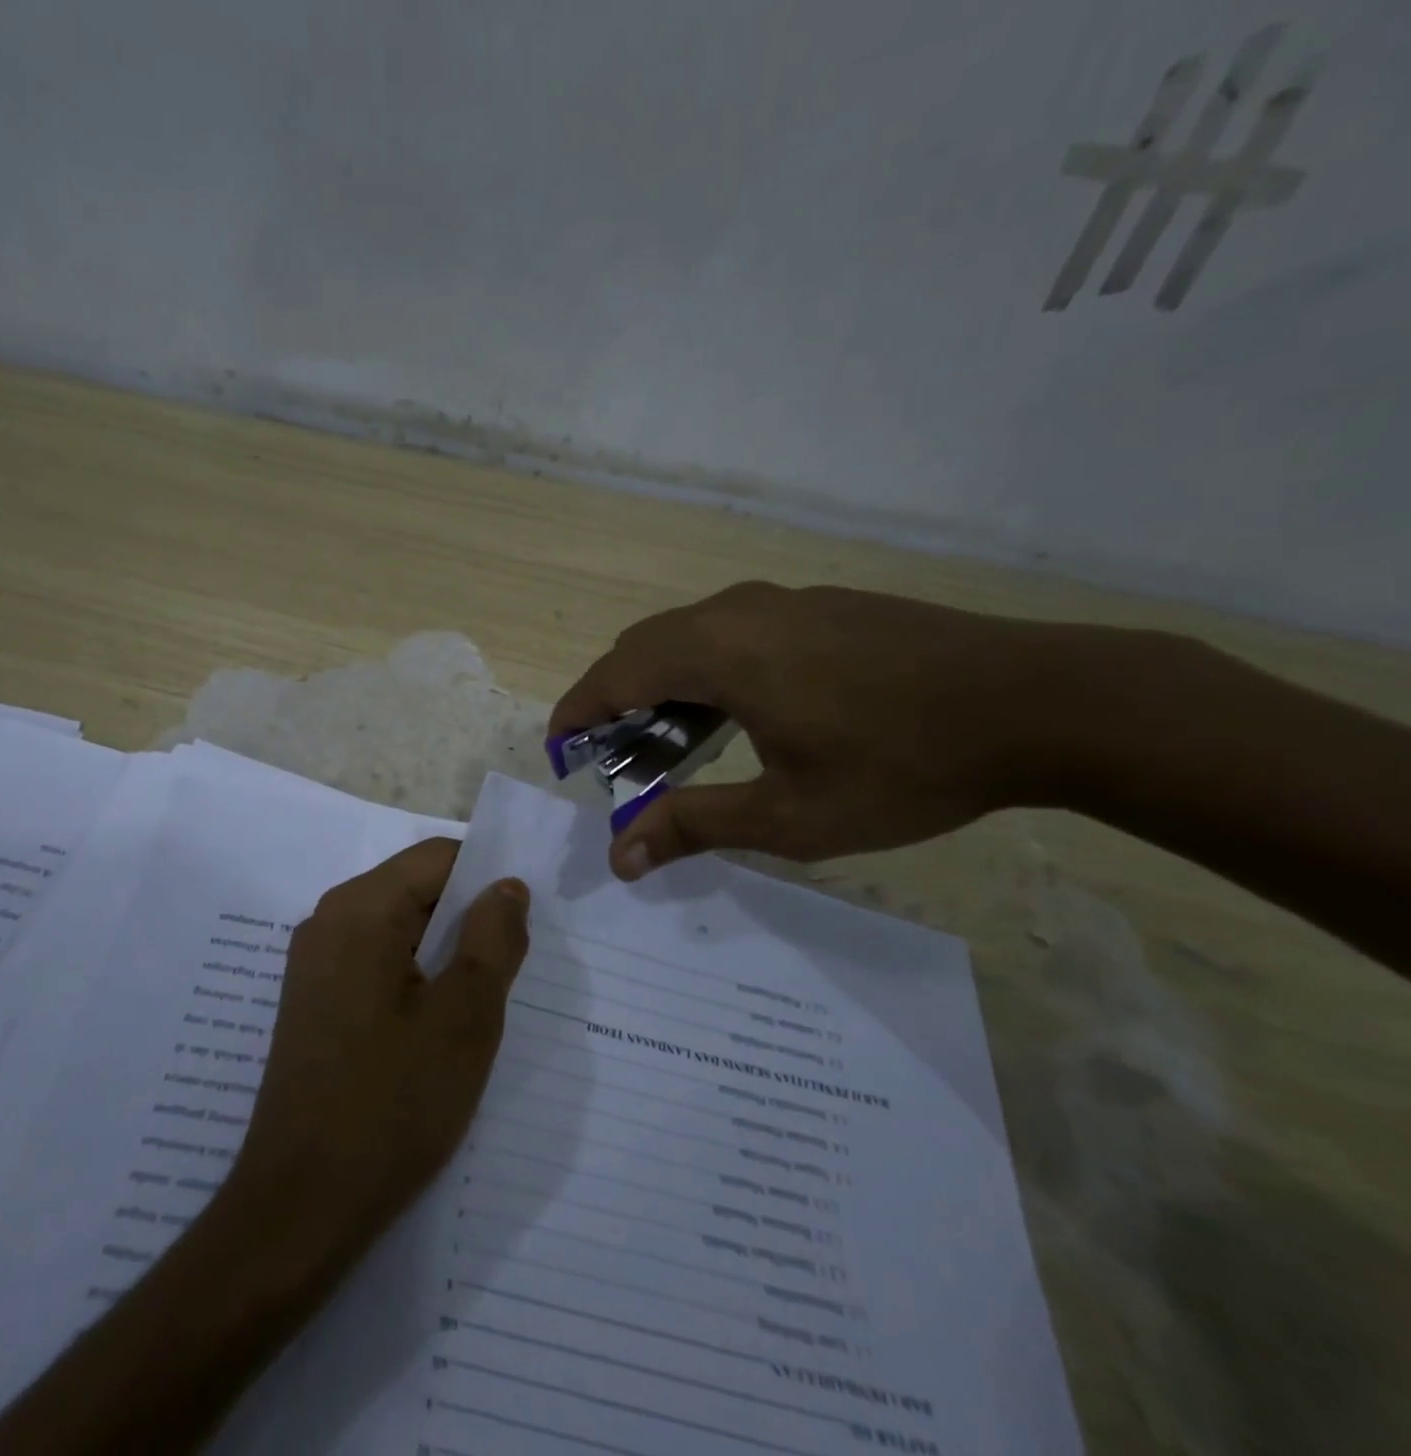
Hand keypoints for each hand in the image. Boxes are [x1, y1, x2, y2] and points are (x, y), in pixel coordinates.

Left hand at [228, 838, 530, 1260]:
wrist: (300, 1206)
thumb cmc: (392, 1104)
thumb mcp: (466, 1017)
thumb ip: (494, 939)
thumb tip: (506, 886)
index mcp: (361, 908)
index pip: (439, 858)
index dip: (487, 881)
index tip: (521, 930)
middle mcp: (329, 919)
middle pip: (416, 889)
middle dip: (467, 920)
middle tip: (507, 976)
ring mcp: (314, 961)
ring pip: (398, 928)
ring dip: (444, 953)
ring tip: (476, 1006)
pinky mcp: (313, 1000)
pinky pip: (375, 961)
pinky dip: (414, 976)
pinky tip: (434, 1029)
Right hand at [550, 582, 1058, 876]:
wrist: (1044, 702)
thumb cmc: (904, 765)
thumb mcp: (790, 815)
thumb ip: (694, 825)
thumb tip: (619, 856)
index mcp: (720, 651)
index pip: (615, 673)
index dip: (577, 712)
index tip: (558, 751)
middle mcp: (739, 611)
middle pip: (644, 648)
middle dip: (614, 703)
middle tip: (615, 763)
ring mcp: (784, 603)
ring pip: (689, 637)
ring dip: (662, 688)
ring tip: (668, 748)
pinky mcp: (820, 608)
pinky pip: (732, 633)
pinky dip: (705, 673)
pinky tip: (735, 719)